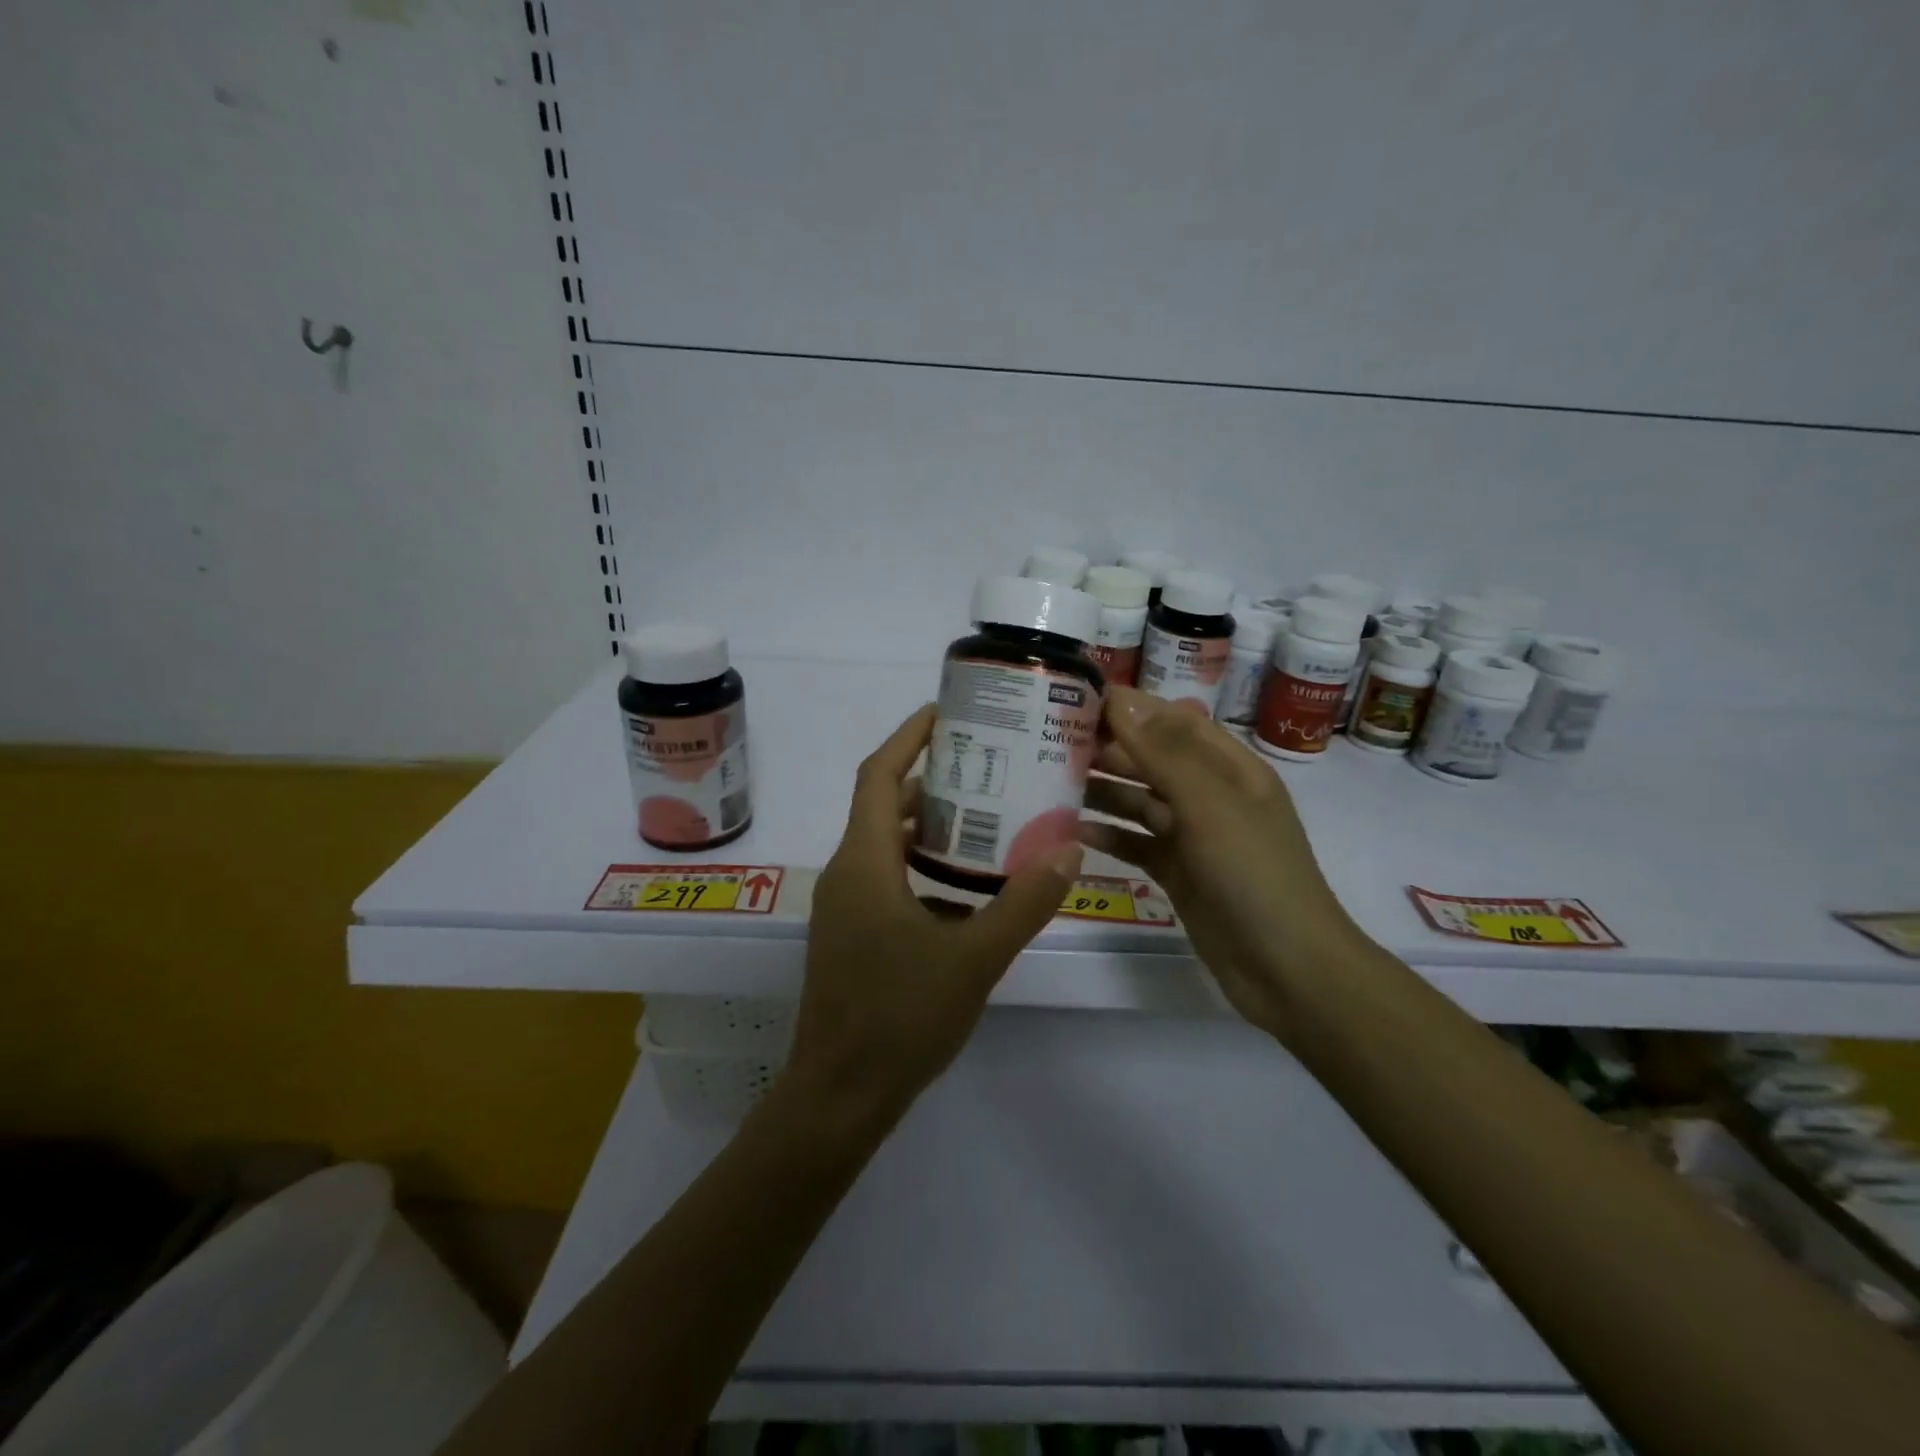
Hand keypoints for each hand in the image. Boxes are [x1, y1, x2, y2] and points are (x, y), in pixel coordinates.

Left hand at [784, 704, 1083, 1131]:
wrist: (839, 1097)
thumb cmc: (899, 1019)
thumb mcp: (974, 959)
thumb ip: (1023, 903)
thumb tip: (1070, 851)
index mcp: (864, 863)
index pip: (878, 774)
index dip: (908, 736)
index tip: (945, 710)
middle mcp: (847, 872)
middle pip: (883, 804)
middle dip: (930, 777)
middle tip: (986, 762)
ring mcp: (845, 906)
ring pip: (886, 844)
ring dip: (928, 824)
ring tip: (986, 813)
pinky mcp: (852, 934)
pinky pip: (887, 878)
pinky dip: (923, 866)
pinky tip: (969, 885)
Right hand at [1077, 687, 1370, 1036]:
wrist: (1288, 970)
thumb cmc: (1254, 874)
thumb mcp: (1210, 805)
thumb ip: (1164, 752)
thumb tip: (1121, 697)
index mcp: (1230, 768)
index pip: (1174, 720)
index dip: (1130, 707)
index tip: (1075, 698)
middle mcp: (1210, 794)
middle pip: (1152, 759)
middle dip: (1107, 749)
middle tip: (1049, 743)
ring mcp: (1193, 836)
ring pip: (1139, 801)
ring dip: (1102, 791)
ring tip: (1050, 783)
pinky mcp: (1178, 872)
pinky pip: (1136, 843)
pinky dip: (1109, 836)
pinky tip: (1073, 833)